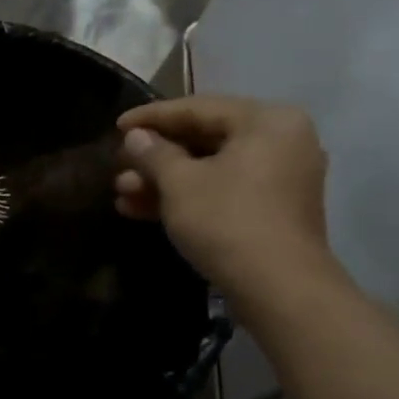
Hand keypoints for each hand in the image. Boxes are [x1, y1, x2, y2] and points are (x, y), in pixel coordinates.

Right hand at [113, 96, 338, 317]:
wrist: (280, 290)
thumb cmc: (227, 221)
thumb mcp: (180, 183)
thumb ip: (154, 153)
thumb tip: (136, 136)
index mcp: (266, 121)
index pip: (197, 108)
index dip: (151, 117)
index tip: (116, 126)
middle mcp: (281, 141)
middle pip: (205, 139)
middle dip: (155, 158)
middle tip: (118, 167)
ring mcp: (281, 179)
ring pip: (211, 170)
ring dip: (164, 182)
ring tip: (122, 195)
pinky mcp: (274, 211)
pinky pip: (224, 191)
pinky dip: (188, 198)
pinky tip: (143, 211)